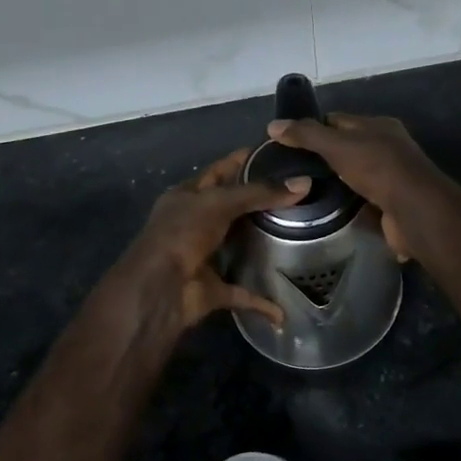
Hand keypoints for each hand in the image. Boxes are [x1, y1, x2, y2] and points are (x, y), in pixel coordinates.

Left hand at [118, 148, 309, 327]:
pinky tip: (283, 306)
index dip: (245, 160)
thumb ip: (259, 193)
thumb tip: (304, 183)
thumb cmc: (181, 234)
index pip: (220, 170)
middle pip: (232, 207)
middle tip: (300, 192)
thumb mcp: (218, 203)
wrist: (157, 291)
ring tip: (300, 231)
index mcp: (187, 196)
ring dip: (261, 244)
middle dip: (260, 201)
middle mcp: (194, 223)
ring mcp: (203, 256)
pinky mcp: (212, 288)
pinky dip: (260, 301)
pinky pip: (242, 293)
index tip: (280, 154)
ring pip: (237, 246)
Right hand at [264, 114, 454, 261]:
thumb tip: (273, 125)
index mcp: (378, 126)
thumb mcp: (337, 146)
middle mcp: (387, 147)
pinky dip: (347, 202)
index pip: (338, 120)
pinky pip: (362, 198)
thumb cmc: (378, 168)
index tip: (286, 141)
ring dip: (335, 181)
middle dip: (322, 156)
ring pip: (354, 174)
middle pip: (347, 146)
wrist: (415, 211)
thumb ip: (306, 135)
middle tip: (290, 169)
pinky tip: (326, 208)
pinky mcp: (390, 204)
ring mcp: (391, 177)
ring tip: (302, 188)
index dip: (312, 127)